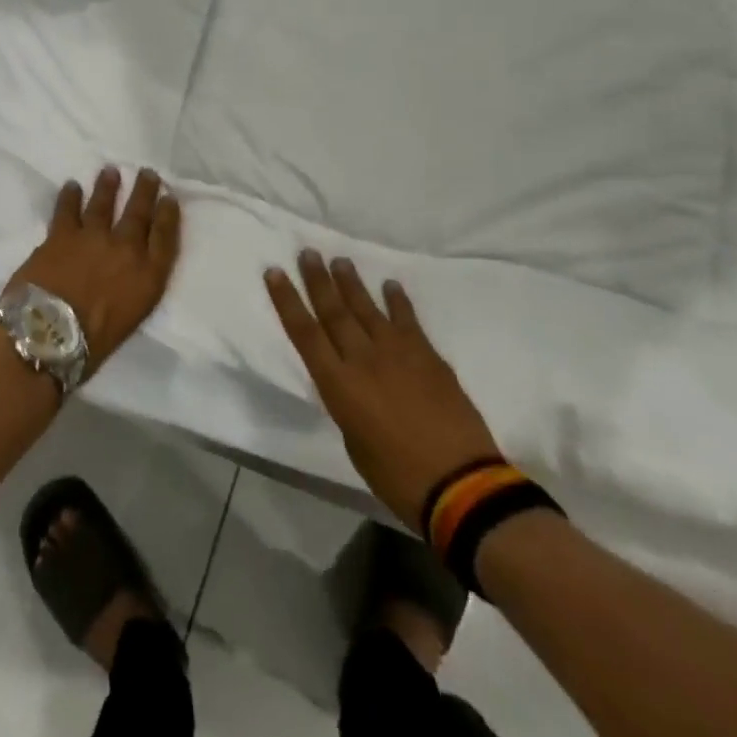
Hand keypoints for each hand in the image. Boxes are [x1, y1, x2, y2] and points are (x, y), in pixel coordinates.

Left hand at [8, 167, 181, 376]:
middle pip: (139, 213)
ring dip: (108, 186)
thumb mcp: (132, 316)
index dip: (169, 215)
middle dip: (144, 191)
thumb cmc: (92, 343)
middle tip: (147, 173)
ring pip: (103, 203)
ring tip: (110, 171)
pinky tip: (71, 186)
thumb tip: (130, 270)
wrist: (49, 337)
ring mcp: (93, 237)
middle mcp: (126, 249)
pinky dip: (70, 196)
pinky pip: (67, 209)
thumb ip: (136, 286)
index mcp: (148, 276)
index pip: (165, 237)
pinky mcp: (61, 234)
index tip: (169, 198)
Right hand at [266, 251, 499, 533]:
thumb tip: (352, 383)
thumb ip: (348, 404)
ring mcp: (398, 352)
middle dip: (318, 280)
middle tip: (308, 252)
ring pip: (367, 308)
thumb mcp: (354, 443)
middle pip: (334, 311)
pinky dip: (397, 301)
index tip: (276, 272)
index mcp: (339, 384)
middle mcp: (363, 359)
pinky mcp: (428, 355)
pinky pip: (407, 320)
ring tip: (340, 261)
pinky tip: (390, 285)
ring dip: (351, 283)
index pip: (305, 332)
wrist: (461, 484)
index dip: (287, 300)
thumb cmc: (397, 477)